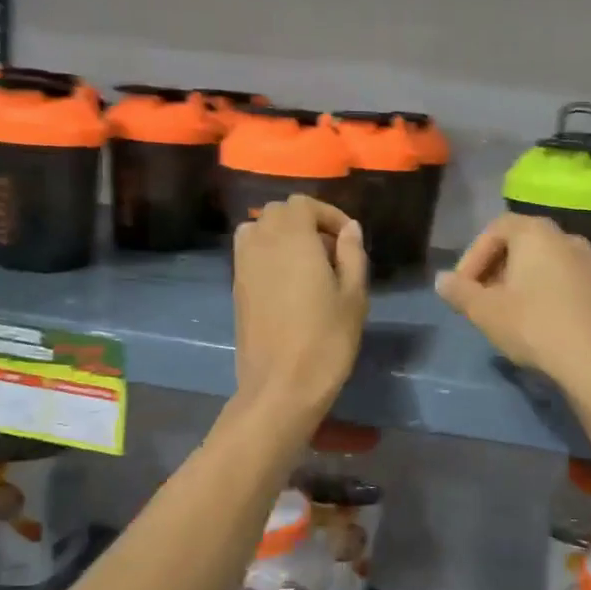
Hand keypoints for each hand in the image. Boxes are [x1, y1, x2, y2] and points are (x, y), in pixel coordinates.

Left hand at [233, 197, 367, 417]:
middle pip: (278, 212)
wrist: (281, 386)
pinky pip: (250, 254)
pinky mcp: (236, 289)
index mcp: (292, 238)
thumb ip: (352, 254)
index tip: (348, 240)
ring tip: (308, 265)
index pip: (303, 204)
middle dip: (306, 222)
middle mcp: (261, 243)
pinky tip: (290, 286)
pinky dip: (269, 255)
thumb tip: (350, 229)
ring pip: (259, 230)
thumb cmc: (326, 338)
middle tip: (332, 252)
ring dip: (283, 236)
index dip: (328, 214)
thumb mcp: (354, 295)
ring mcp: (243, 266)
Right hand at [436, 215, 590, 391]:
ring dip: (517, 282)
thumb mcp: (485, 311)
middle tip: (480, 300)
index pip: (495, 229)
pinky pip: (562, 279)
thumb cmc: (533, 325)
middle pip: (520, 244)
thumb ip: (460, 291)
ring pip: (542, 263)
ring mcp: (588, 261)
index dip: (473, 257)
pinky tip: (534, 321)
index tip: (463, 287)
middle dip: (494, 269)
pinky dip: (542, 291)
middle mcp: (565, 237)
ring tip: (504, 313)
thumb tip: (442, 280)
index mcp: (536, 232)